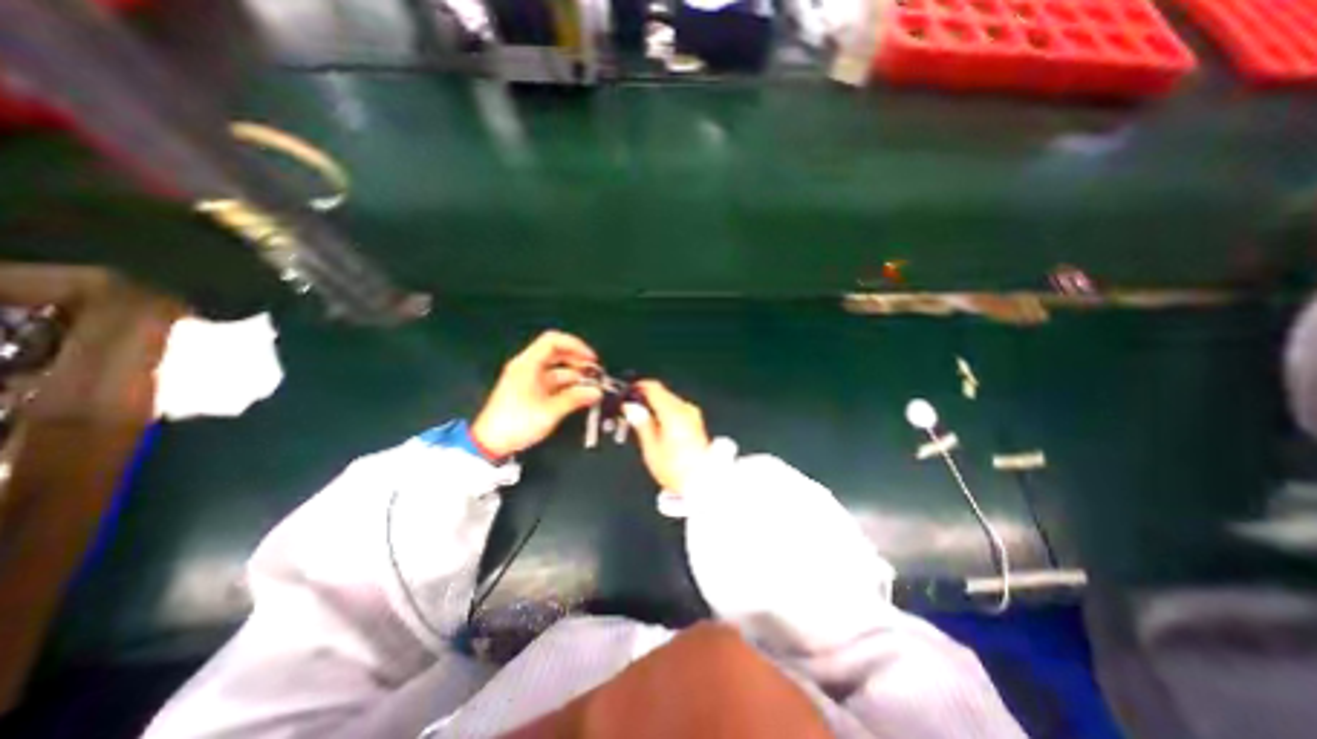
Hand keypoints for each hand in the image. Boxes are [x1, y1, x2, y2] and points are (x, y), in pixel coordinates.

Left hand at [471, 331, 603, 459]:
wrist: (491, 443)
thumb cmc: (517, 423)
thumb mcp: (550, 411)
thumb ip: (575, 398)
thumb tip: (596, 392)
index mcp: (527, 364)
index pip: (553, 341)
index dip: (575, 345)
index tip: (591, 359)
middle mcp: (527, 366)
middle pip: (556, 352)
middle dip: (577, 360)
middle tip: (594, 372)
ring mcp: (528, 378)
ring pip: (555, 367)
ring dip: (574, 374)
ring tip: (591, 386)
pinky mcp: (529, 390)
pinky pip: (552, 380)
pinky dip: (566, 384)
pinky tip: (579, 394)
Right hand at [628, 382, 711, 490]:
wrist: (703, 483)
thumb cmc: (675, 469)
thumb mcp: (652, 448)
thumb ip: (641, 422)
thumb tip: (630, 406)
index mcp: (673, 412)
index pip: (654, 388)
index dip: (638, 387)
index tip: (626, 394)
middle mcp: (685, 408)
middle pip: (662, 393)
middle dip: (645, 398)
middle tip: (630, 410)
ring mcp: (693, 414)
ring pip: (669, 400)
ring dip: (654, 405)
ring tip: (641, 420)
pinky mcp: (696, 421)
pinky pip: (676, 408)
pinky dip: (664, 411)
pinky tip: (656, 425)